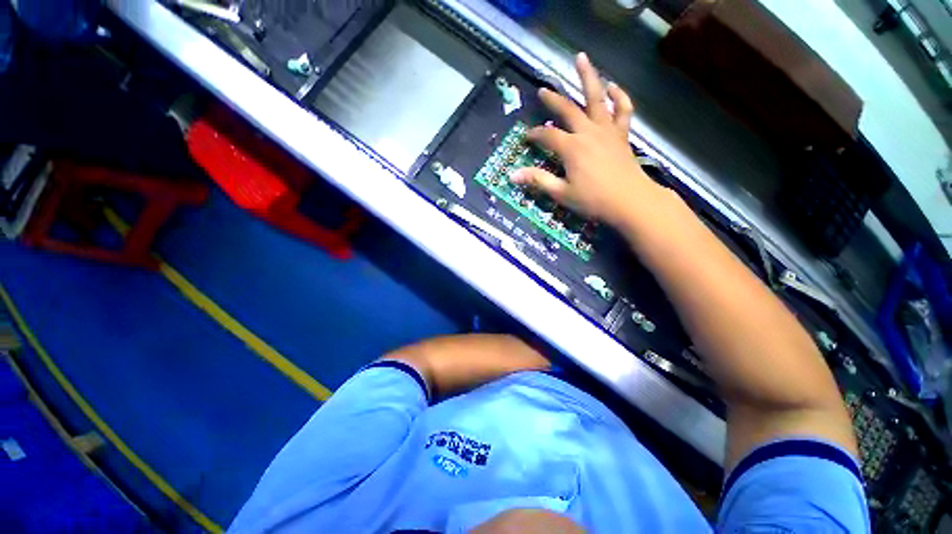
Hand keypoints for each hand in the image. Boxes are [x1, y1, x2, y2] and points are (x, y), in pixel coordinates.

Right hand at [511, 53, 659, 225]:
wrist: (630, 202)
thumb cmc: (593, 200)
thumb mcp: (561, 193)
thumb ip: (538, 180)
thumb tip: (512, 175)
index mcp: (572, 147)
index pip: (548, 135)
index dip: (535, 134)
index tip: (526, 136)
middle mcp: (588, 132)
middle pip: (569, 109)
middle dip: (553, 100)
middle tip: (542, 90)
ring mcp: (607, 130)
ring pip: (597, 98)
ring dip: (588, 77)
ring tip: (580, 58)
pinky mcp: (621, 134)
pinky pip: (623, 110)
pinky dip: (618, 96)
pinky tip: (612, 87)